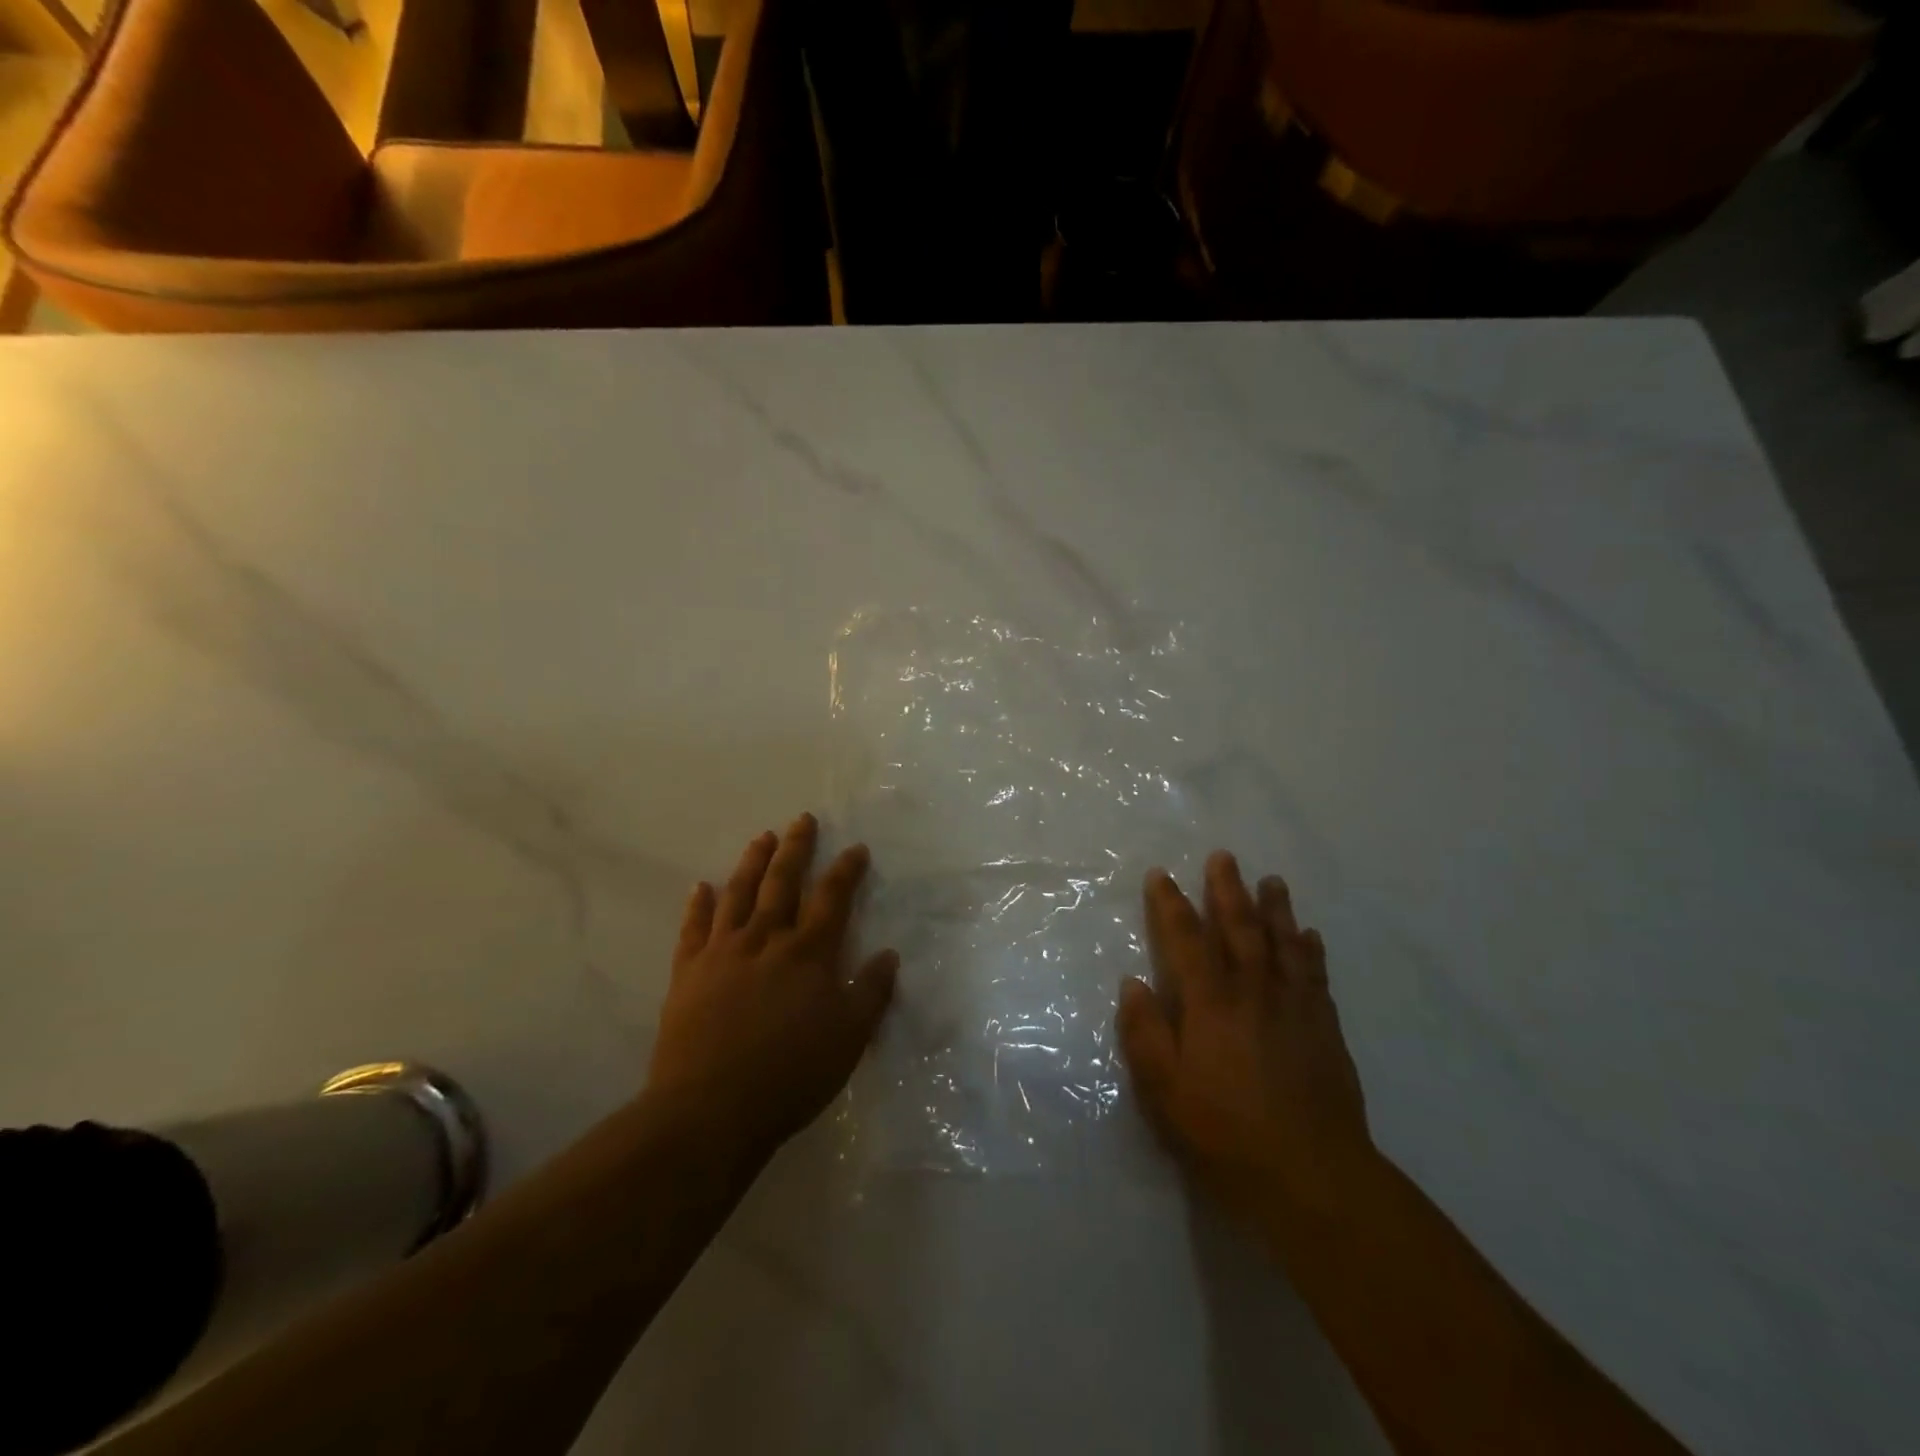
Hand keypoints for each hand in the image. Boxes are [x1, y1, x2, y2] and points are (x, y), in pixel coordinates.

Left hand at [645, 814, 897, 1160]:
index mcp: (807, 954)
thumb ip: (870, 994)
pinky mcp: (688, 973)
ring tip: (762, 837)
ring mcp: (722, 953)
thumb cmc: (790, 1076)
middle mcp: (765, 940)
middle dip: (796, 849)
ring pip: (738, 894)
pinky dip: (698, 905)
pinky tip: (701, 887)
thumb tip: (888, 954)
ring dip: (752, 863)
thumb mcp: (848, 1040)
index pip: (832, 899)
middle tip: (802, 820)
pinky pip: (693, 929)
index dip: (846, 871)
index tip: (856, 848)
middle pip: (783, 883)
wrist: (709, 1110)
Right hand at [1116, 852, 1372, 1227]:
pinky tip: (1310, 936)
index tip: (1162, 874)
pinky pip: (1316, 975)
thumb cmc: (1225, 1133)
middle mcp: (1253, 992)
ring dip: (1275, 909)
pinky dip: (1311, 950)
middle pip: (1239, 928)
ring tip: (1272, 881)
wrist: (1312, 1176)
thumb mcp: (1165, 1091)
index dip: (1170, 905)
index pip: (1186, 940)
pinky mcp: (1325, 1029)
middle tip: (1224, 856)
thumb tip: (1133, 984)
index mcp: (1210, 1004)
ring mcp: (1294, 1008)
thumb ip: (1145, 1033)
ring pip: (1283, 943)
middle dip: (1228, 890)